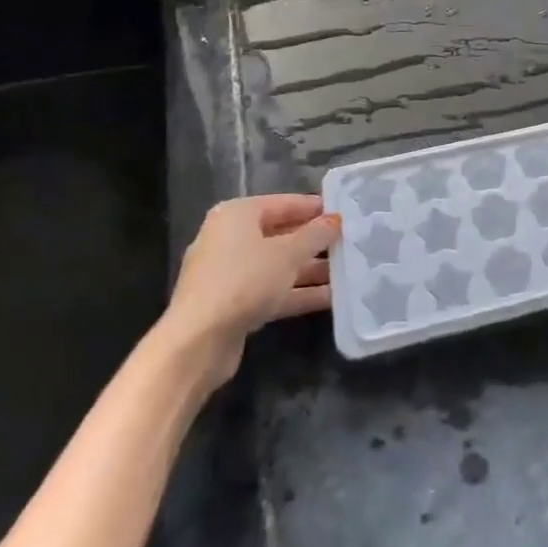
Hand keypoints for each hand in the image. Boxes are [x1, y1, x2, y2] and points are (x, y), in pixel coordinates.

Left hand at [156, 194, 340, 390]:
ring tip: (348, 271)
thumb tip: (335, 220)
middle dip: (315, 242)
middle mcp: (230, 239)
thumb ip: (315, 235)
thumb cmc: (243, 281)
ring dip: (310, 270)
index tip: (345, 213)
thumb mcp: (288, 254)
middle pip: (281, 234)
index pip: (284, 203)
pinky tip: (330, 298)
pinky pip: (271, 290)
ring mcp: (229, 273)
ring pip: (278, 265)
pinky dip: (297, 292)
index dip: (315, 208)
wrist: (197, 343)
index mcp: (237, 215)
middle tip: (350, 243)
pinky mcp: (232, 304)